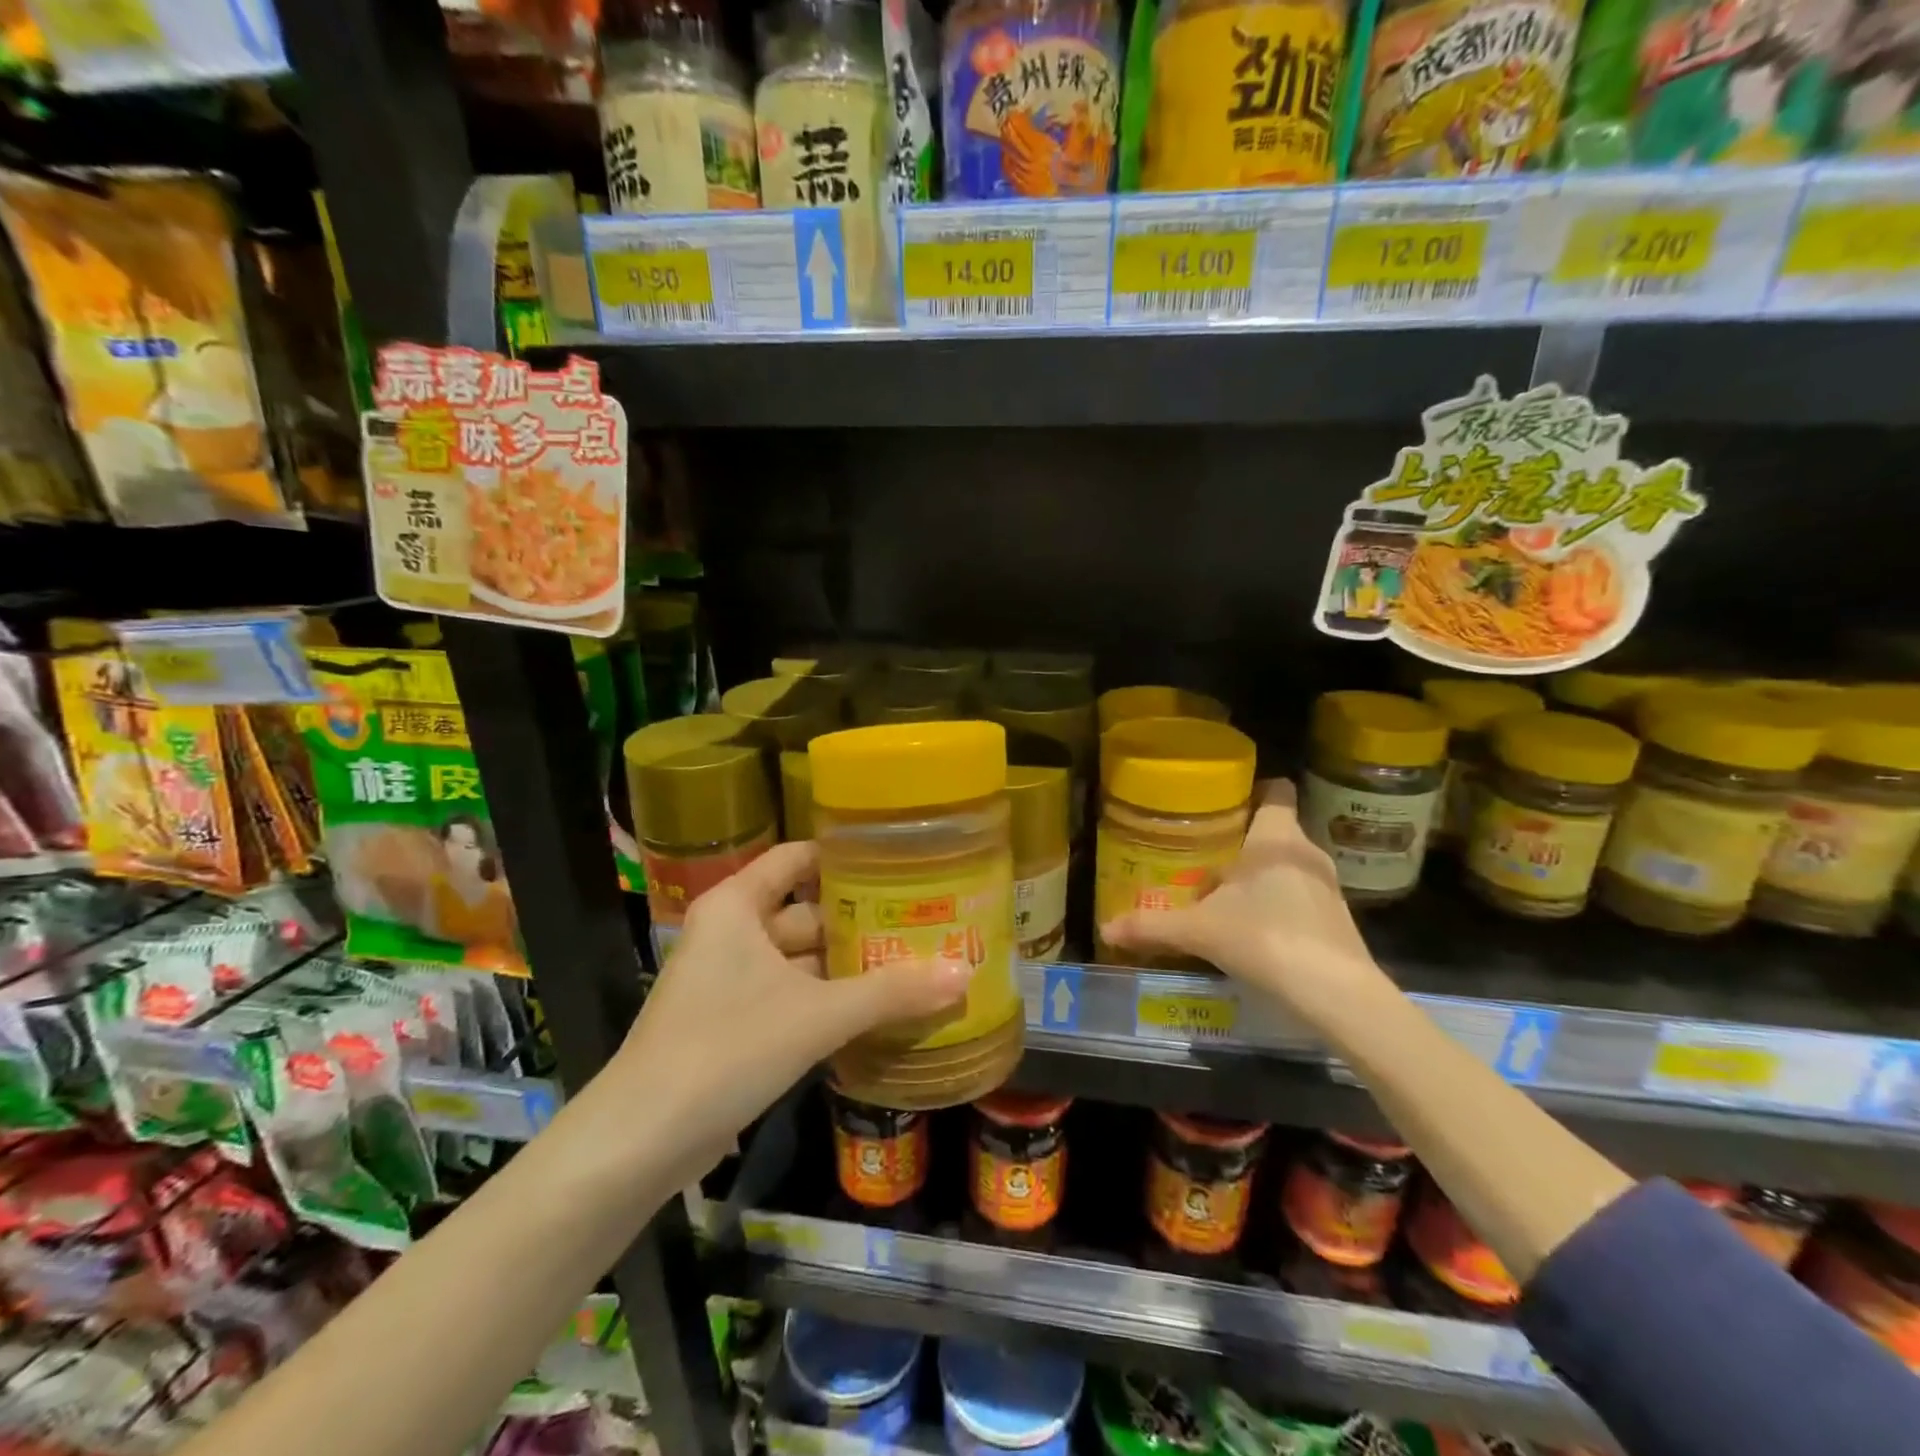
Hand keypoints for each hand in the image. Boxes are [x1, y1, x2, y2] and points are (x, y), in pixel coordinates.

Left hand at [613, 841, 970, 1176]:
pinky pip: (790, 994)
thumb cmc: (726, 1048)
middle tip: (922, 920)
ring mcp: (729, 979)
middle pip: (805, 910)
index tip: (899, 862)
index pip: (797, 858)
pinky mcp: (731, 1021)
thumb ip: (890, 993)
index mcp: (737, 906)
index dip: (845, 858)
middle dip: (860, 921)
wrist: (641, 1140)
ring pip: (800, 958)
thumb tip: (964, 974)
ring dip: (847, 966)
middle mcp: (731, 932)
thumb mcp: (816, 1016)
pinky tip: (876, 1009)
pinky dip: (827, 998)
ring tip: (912, 961)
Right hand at [1100, 781, 1387, 1028]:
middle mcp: (1307, 854)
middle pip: (1275, 832)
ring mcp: (1328, 888)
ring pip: (1288, 867)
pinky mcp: (1339, 921)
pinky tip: (1255, 930)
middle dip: (1243, 843)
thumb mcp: (1199, 931)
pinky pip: (1301, 897)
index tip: (1224, 804)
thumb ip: (1152, 926)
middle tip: (1205, 856)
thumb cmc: (1264, 938)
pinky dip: (1279, 905)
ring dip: (1260, 877)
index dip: (1253, 790)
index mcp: (1276, 839)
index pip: (1276, 791)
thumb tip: (1105, 928)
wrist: (1335, 993)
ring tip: (1224, 896)